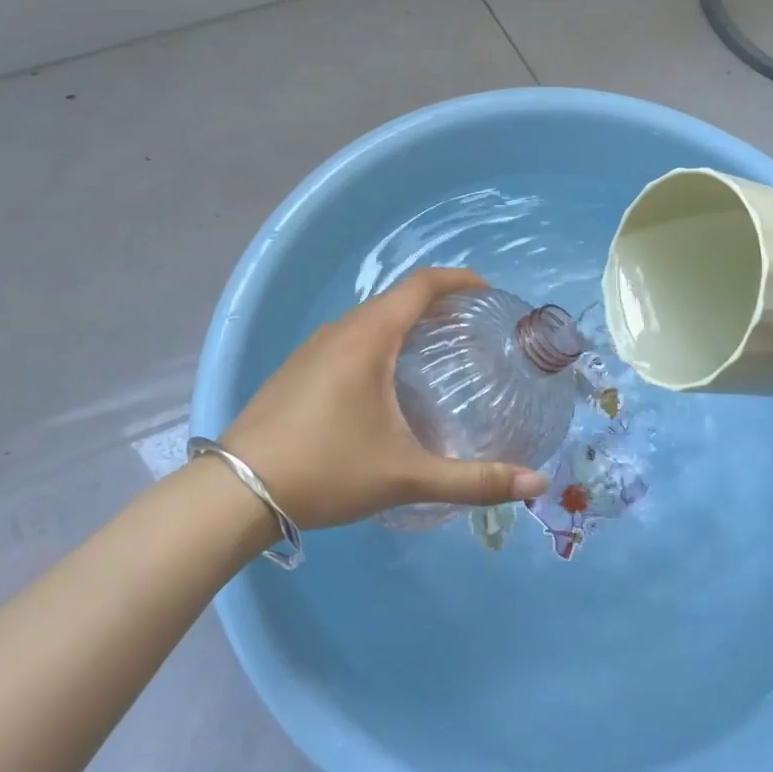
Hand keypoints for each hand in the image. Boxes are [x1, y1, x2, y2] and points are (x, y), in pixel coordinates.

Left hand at [219, 268, 550, 529]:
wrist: (236, 491)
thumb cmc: (327, 470)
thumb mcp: (405, 475)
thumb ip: (473, 480)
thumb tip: (536, 483)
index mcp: (369, 338)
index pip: (421, 285)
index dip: (458, 280)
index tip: (487, 291)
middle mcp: (340, 331)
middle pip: (396, 300)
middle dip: (436, 303)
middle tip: (469, 328)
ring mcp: (311, 348)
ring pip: (368, 320)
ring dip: (403, 323)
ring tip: (433, 353)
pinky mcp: (295, 369)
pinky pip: (348, 339)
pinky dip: (377, 342)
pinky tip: (383, 383)